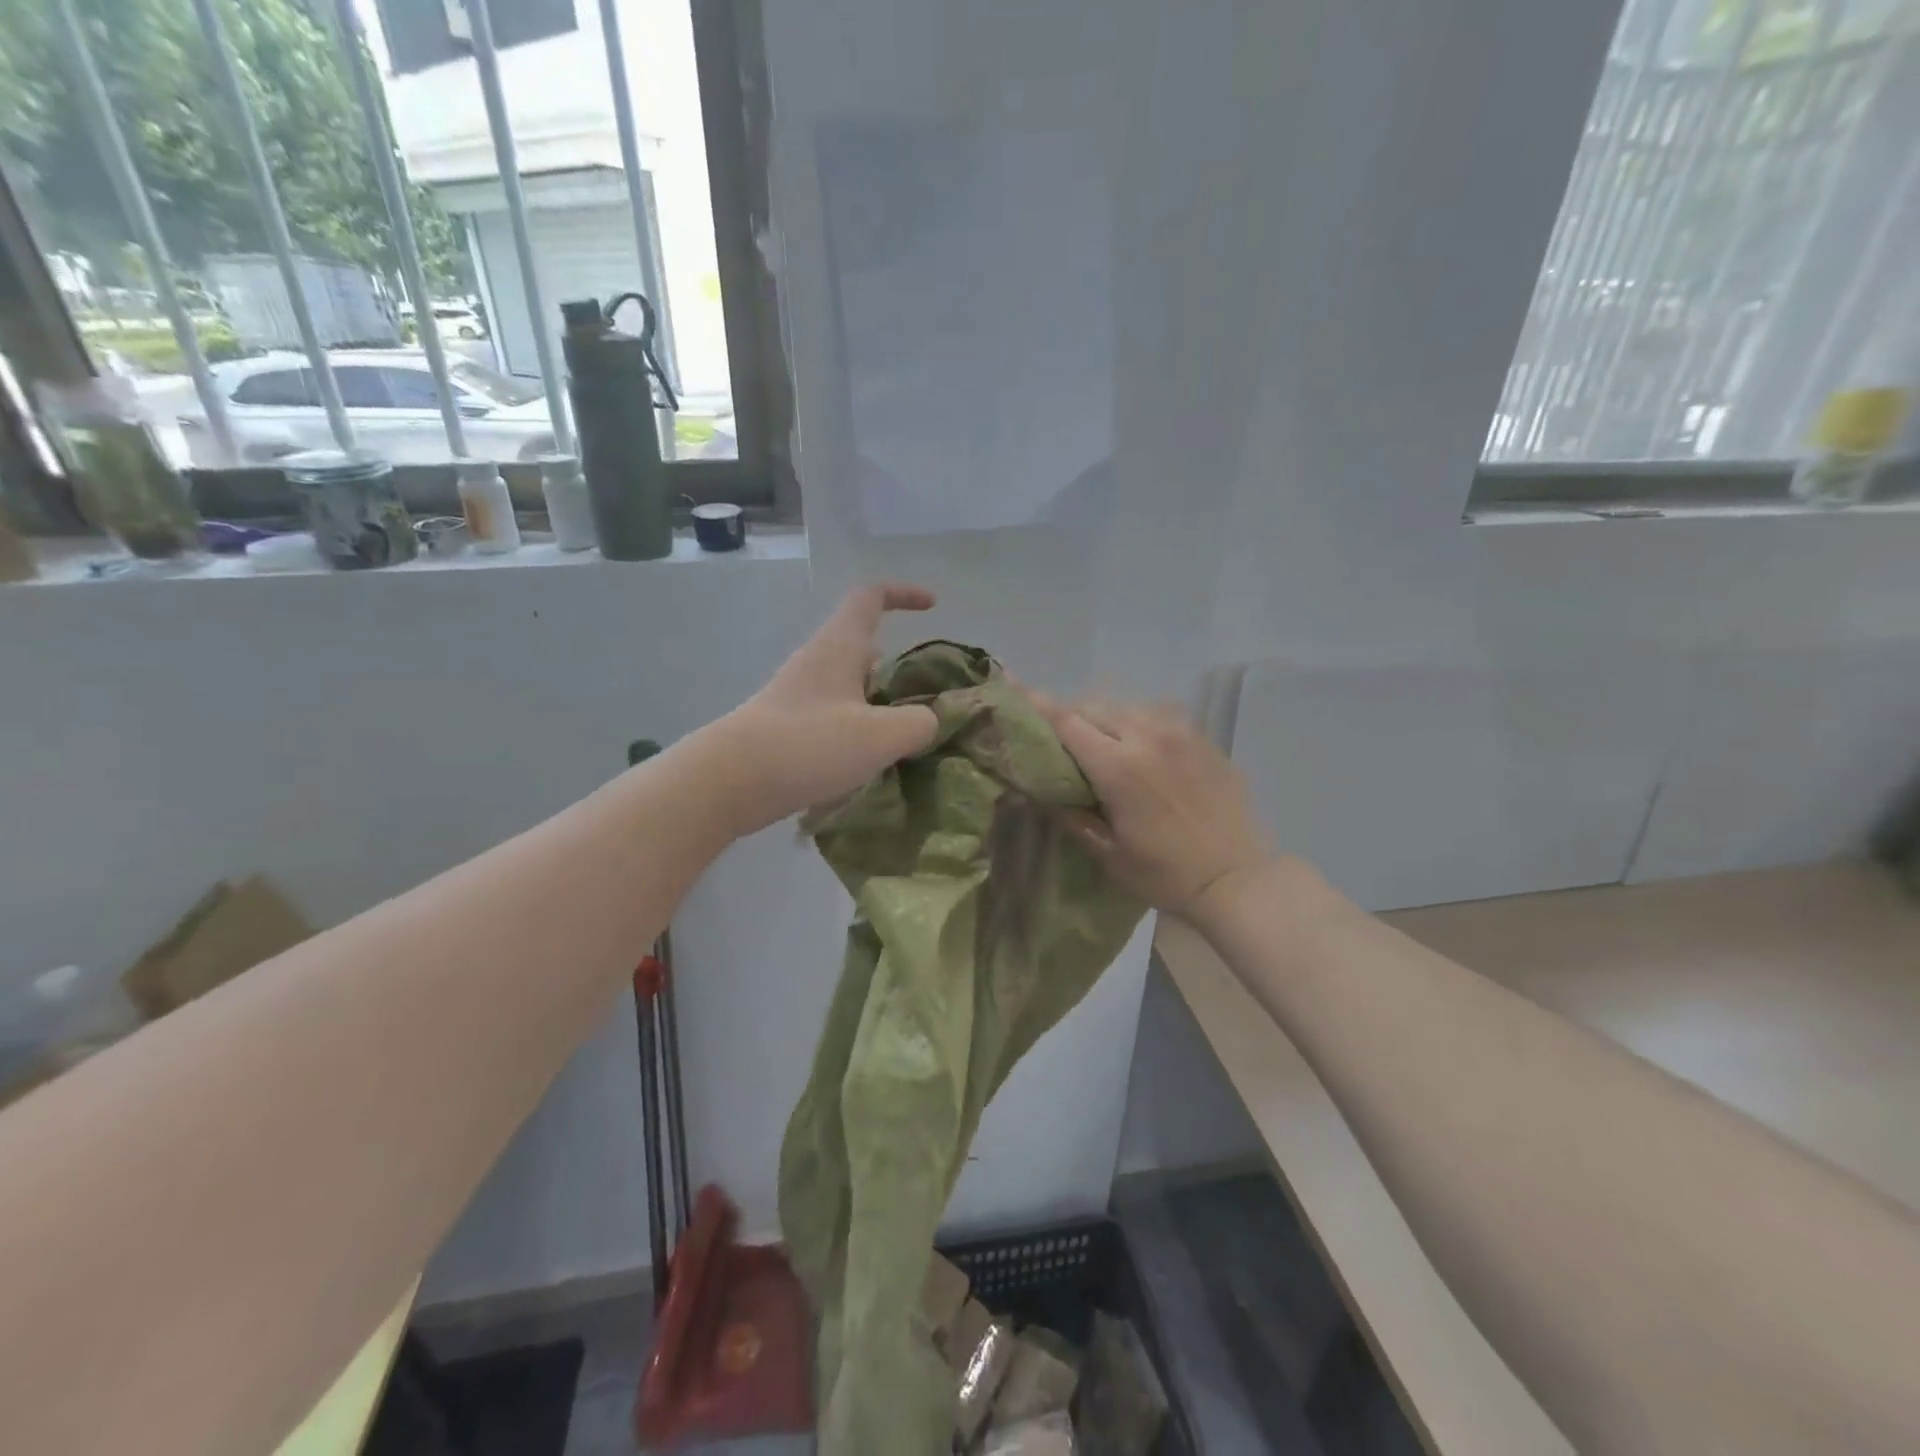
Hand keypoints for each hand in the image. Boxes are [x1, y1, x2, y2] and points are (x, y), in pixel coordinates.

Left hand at [715, 583, 938, 833]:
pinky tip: (874, 762)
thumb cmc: (807, 745)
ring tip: (909, 736)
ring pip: (851, 687)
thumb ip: (918, 723)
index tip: (933, 607)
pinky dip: (861, 730)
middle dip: (899, 667)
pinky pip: (837, 717)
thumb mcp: (880, 735)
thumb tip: (928, 721)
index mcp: (839, 647)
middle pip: (865, 647)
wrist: (729, 782)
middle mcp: (818, 663)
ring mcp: (800, 696)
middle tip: (929, 696)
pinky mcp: (790, 728)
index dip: (904, 594)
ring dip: (881, 704)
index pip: (870, 597)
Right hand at [1028, 693, 1273, 916]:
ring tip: (1100, 739)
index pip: (1066, 722)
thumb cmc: (1166, 873)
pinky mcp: (1202, 737)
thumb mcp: (1108, 853)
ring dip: (1105, 716)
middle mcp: (1147, 736)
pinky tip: (1140, 743)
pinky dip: (1138, 721)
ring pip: (1128, 705)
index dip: (1037, 703)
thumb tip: (1038, 790)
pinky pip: (1159, 714)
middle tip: (1060, 736)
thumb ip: (1071, 815)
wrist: (1237, 878)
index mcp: (1119, 767)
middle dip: (1071, 715)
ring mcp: (1180, 732)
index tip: (1012, 683)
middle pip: (1094, 707)